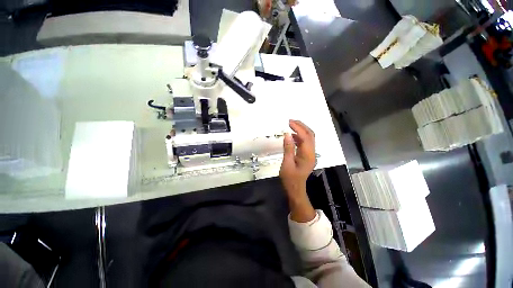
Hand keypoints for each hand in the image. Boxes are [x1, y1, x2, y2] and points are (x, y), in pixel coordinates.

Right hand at [279, 120, 315, 221]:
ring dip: (301, 130)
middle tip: (291, 121)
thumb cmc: (290, 179)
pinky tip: (292, 136)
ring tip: (291, 125)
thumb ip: (288, 148)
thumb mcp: (286, 164)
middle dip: (301, 126)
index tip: (289, 122)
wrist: (295, 189)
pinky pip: (305, 142)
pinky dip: (299, 136)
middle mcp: (312, 153)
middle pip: (310, 135)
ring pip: (309, 138)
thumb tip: (287, 134)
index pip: (305, 137)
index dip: (298, 128)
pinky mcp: (307, 155)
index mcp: (307, 155)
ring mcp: (310, 154)